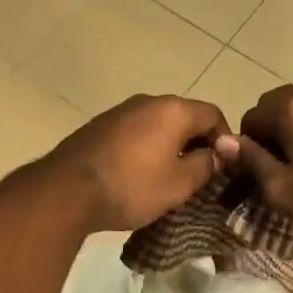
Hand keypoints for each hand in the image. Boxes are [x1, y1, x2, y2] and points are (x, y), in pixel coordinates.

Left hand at [44, 94, 228, 231]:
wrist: (67, 190)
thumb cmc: (132, 186)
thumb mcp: (179, 184)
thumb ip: (205, 165)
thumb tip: (215, 155)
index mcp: (172, 110)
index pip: (213, 115)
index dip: (224, 140)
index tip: (224, 168)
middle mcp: (147, 101)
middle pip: (183, 117)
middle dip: (196, 143)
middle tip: (199, 175)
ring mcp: (119, 112)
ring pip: (156, 125)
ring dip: (168, 146)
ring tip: (168, 177)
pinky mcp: (98, 127)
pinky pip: (133, 133)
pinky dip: (144, 149)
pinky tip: (138, 174)